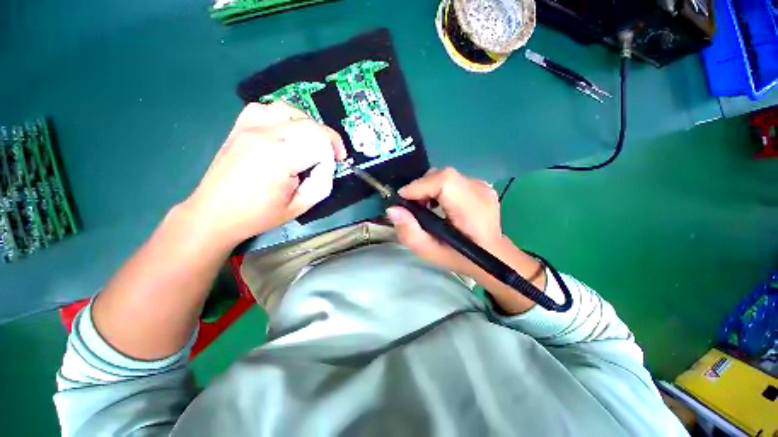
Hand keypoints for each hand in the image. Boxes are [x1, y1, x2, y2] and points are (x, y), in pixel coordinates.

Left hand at [183, 102, 346, 245]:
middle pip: (309, 124)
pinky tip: (285, 132)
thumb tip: (327, 165)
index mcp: (279, 158)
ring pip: (290, 110)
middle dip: (327, 139)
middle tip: (331, 156)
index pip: (320, 142)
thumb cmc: (258, 215)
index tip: (335, 165)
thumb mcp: (300, 207)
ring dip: (308, 125)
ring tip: (310, 142)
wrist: (215, 213)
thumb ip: (322, 184)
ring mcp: (249, 127)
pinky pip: (266, 108)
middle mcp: (264, 135)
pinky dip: (283, 117)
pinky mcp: (240, 127)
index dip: (333, 154)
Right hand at [386, 168, 505, 277]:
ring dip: (428, 188)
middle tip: (412, 207)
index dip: (420, 186)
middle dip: (421, 187)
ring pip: (446, 176)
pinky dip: (438, 188)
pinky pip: (452, 179)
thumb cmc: (461, 258)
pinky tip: (437, 204)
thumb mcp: (430, 252)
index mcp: (472, 210)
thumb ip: (410, 233)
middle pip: (443, 175)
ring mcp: (483, 186)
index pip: (445, 181)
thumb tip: (393, 209)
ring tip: (424, 207)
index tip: (403, 200)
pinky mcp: (480, 185)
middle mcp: (480, 191)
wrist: (492, 256)